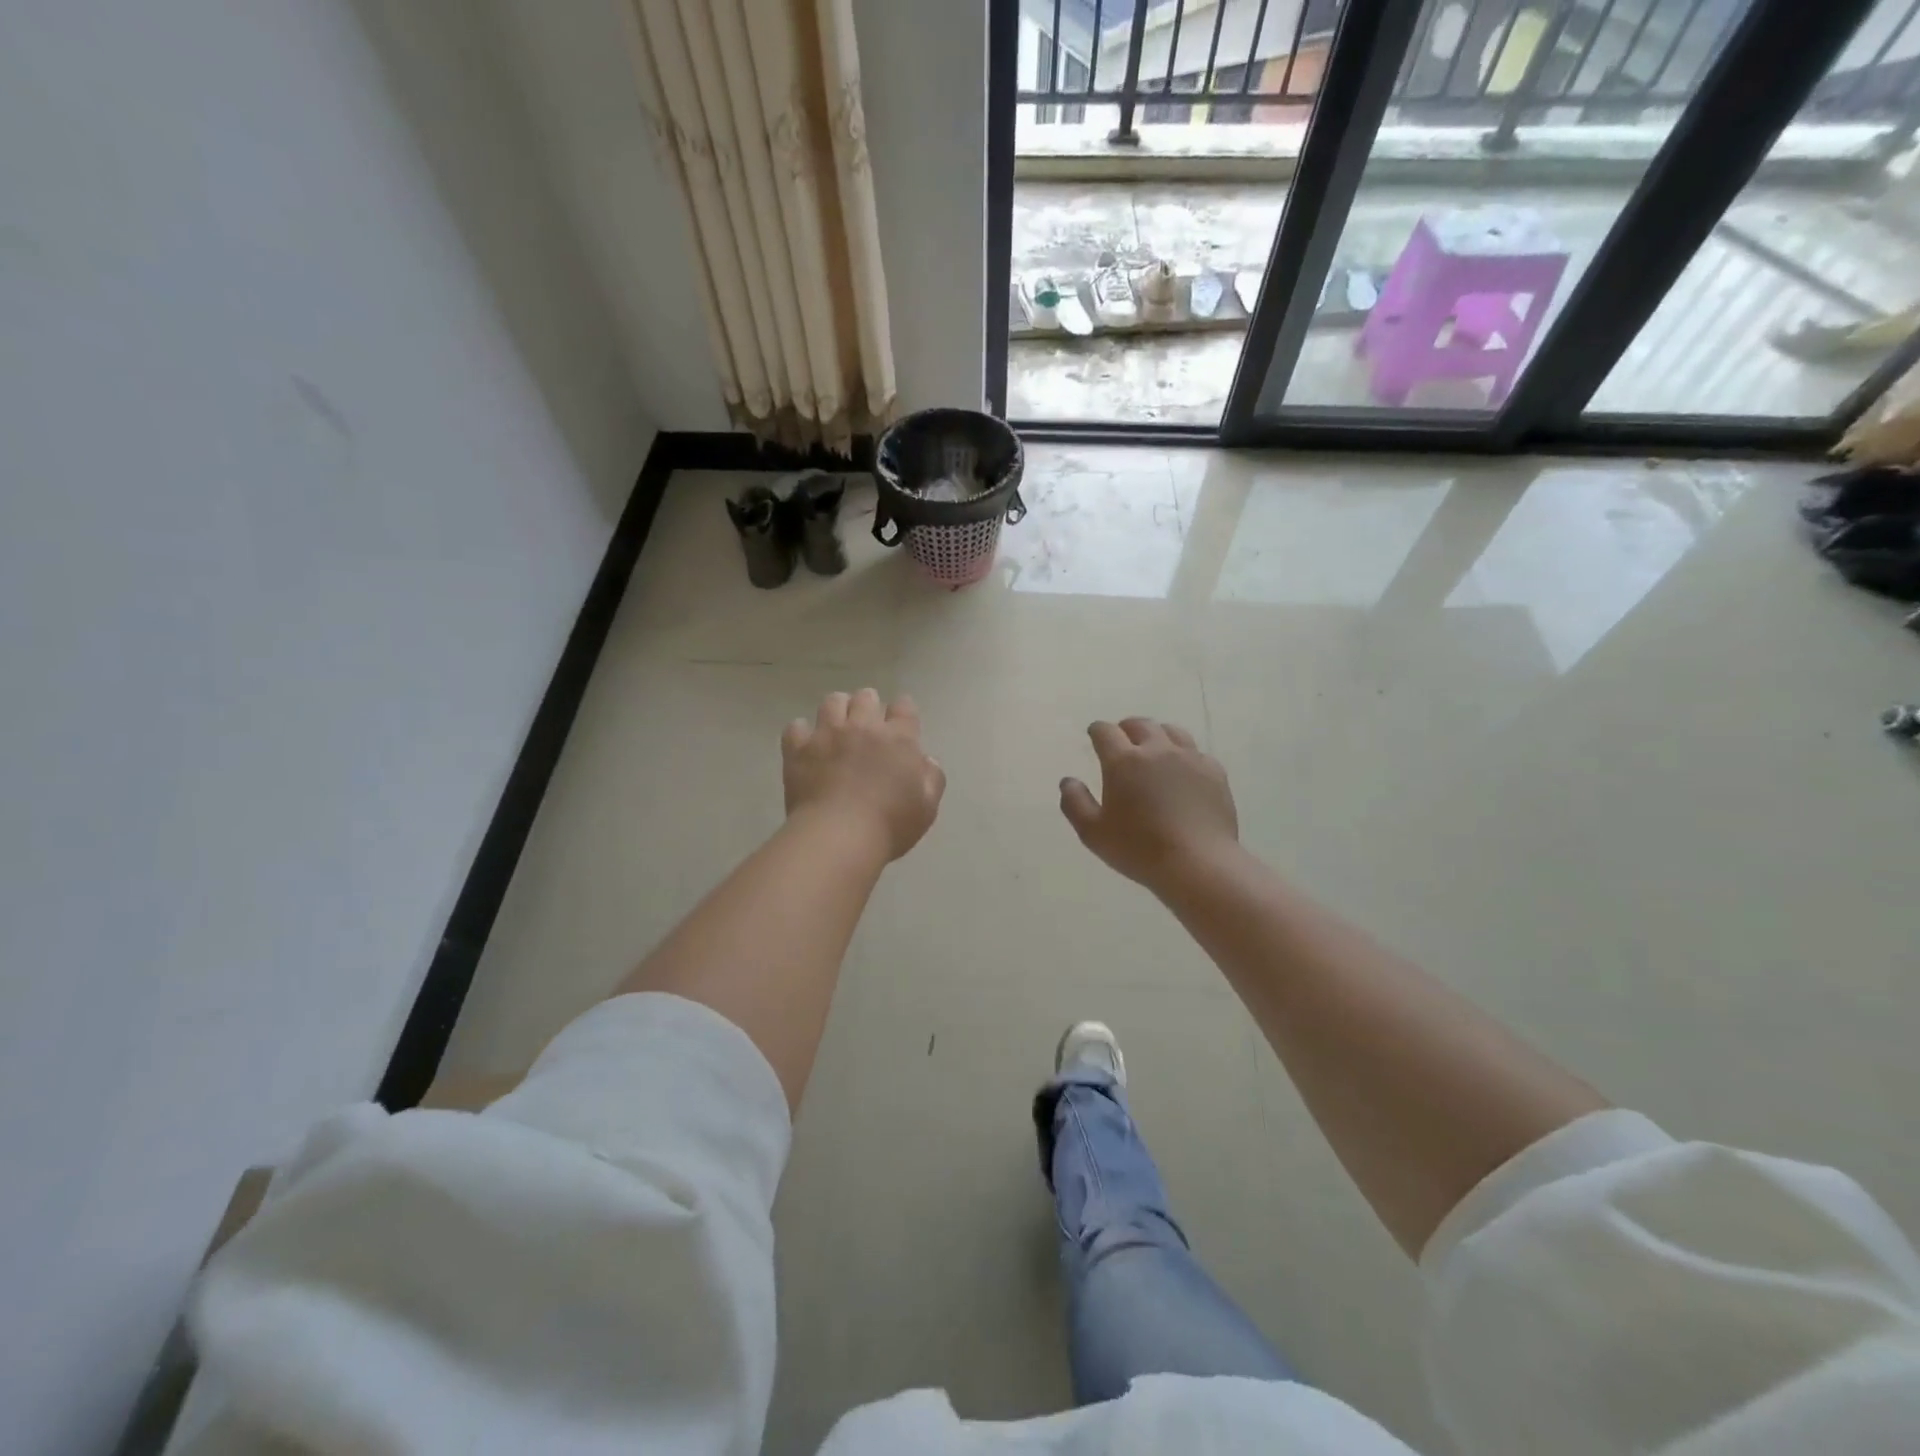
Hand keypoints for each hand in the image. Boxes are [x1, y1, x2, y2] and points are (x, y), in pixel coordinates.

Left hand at [782, 689, 944, 861]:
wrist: (839, 836)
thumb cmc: (890, 824)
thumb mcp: (927, 807)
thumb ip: (932, 778)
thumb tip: (926, 760)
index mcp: (898, 738)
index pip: (904, 707)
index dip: (903, 711)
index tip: (900, 723)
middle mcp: (863, 726)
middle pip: (866, 697)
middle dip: (868, 706)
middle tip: (867, 726)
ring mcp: (828, 734)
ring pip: (832, 702)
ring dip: (837, 710)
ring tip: (836, 727)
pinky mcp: (799, 748)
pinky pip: (796, 727)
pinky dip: (801, 733)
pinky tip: (806, 745)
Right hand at [1060, 718, 1239, 890]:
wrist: (1198, 863)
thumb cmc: (1139, 849)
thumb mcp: (1093, 833)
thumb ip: (1075, 802)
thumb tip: (1068, 781)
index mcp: (1123, 761)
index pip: (1105, 732)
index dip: (1097, 730)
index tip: (1094, 735)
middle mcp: (1157, 750)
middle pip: (1140, 725)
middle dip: (1126, 728)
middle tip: (1122, 739)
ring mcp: (1189, 758)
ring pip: (1171, 731)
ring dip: (1157, 735)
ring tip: (1153, 748)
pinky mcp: (1214, 772)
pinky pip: (1196, 752)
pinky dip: (1184, 755)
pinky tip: (1183, 771)